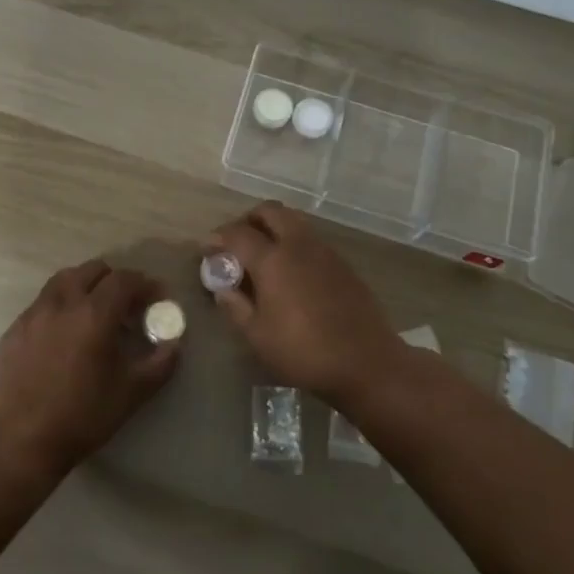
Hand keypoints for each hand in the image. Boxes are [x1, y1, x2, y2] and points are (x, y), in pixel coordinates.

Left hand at [0, 259, 180, 475]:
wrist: (21, 441)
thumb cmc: (82, 416)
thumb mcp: (132, 393)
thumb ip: (160, 363)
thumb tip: (174, 343)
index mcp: (94, 313)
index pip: (124, 280)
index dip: (145, 284)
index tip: (157, 297)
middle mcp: (63, 303)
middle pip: (92, 270)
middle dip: (114, 280)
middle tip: (126, 304)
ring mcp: (34, 313)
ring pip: (63, 281)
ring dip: (84, 286)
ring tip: (93, 311)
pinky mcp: (14, 329)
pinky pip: (42, 304)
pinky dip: (60, 306)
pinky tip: (63, 334)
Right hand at [206, 202, 400, 403]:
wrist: (367, 362)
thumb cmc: (304, 352)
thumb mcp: (258, 336)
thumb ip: (236, 307)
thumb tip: (222, 289)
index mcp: (273, 259)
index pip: (238, 233)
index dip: (218, 237)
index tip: (207, 248)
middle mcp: (298, 244)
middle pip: (269, 211)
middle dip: (248, 219)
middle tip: (237, 243)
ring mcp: (324, 250)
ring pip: (293, 220)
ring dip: (273, 227)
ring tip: (263, 254)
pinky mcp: (342, 263)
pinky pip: (310, 238)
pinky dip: (293, 241)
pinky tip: (290, 271)